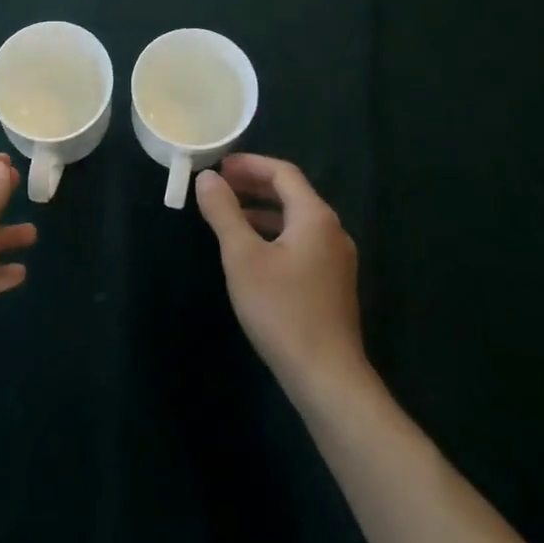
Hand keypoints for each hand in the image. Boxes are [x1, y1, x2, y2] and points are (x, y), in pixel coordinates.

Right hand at [195, 153, 367, 402]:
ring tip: (229, 215)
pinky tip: (253, 253)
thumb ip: (224, 212)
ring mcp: (336, 260)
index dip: (249, 164)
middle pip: (292, 193)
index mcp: (315, 217)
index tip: (219, 166)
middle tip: (220, 186)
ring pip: (296, 220)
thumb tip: (207, 177)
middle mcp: (332, 231)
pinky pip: (301, 242)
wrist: (327, 378)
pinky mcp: (333, 284)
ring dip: (262, 211)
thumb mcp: (243, 257)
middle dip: (254, 185)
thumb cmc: (282, 310)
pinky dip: (275, 234)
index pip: (283, 173)